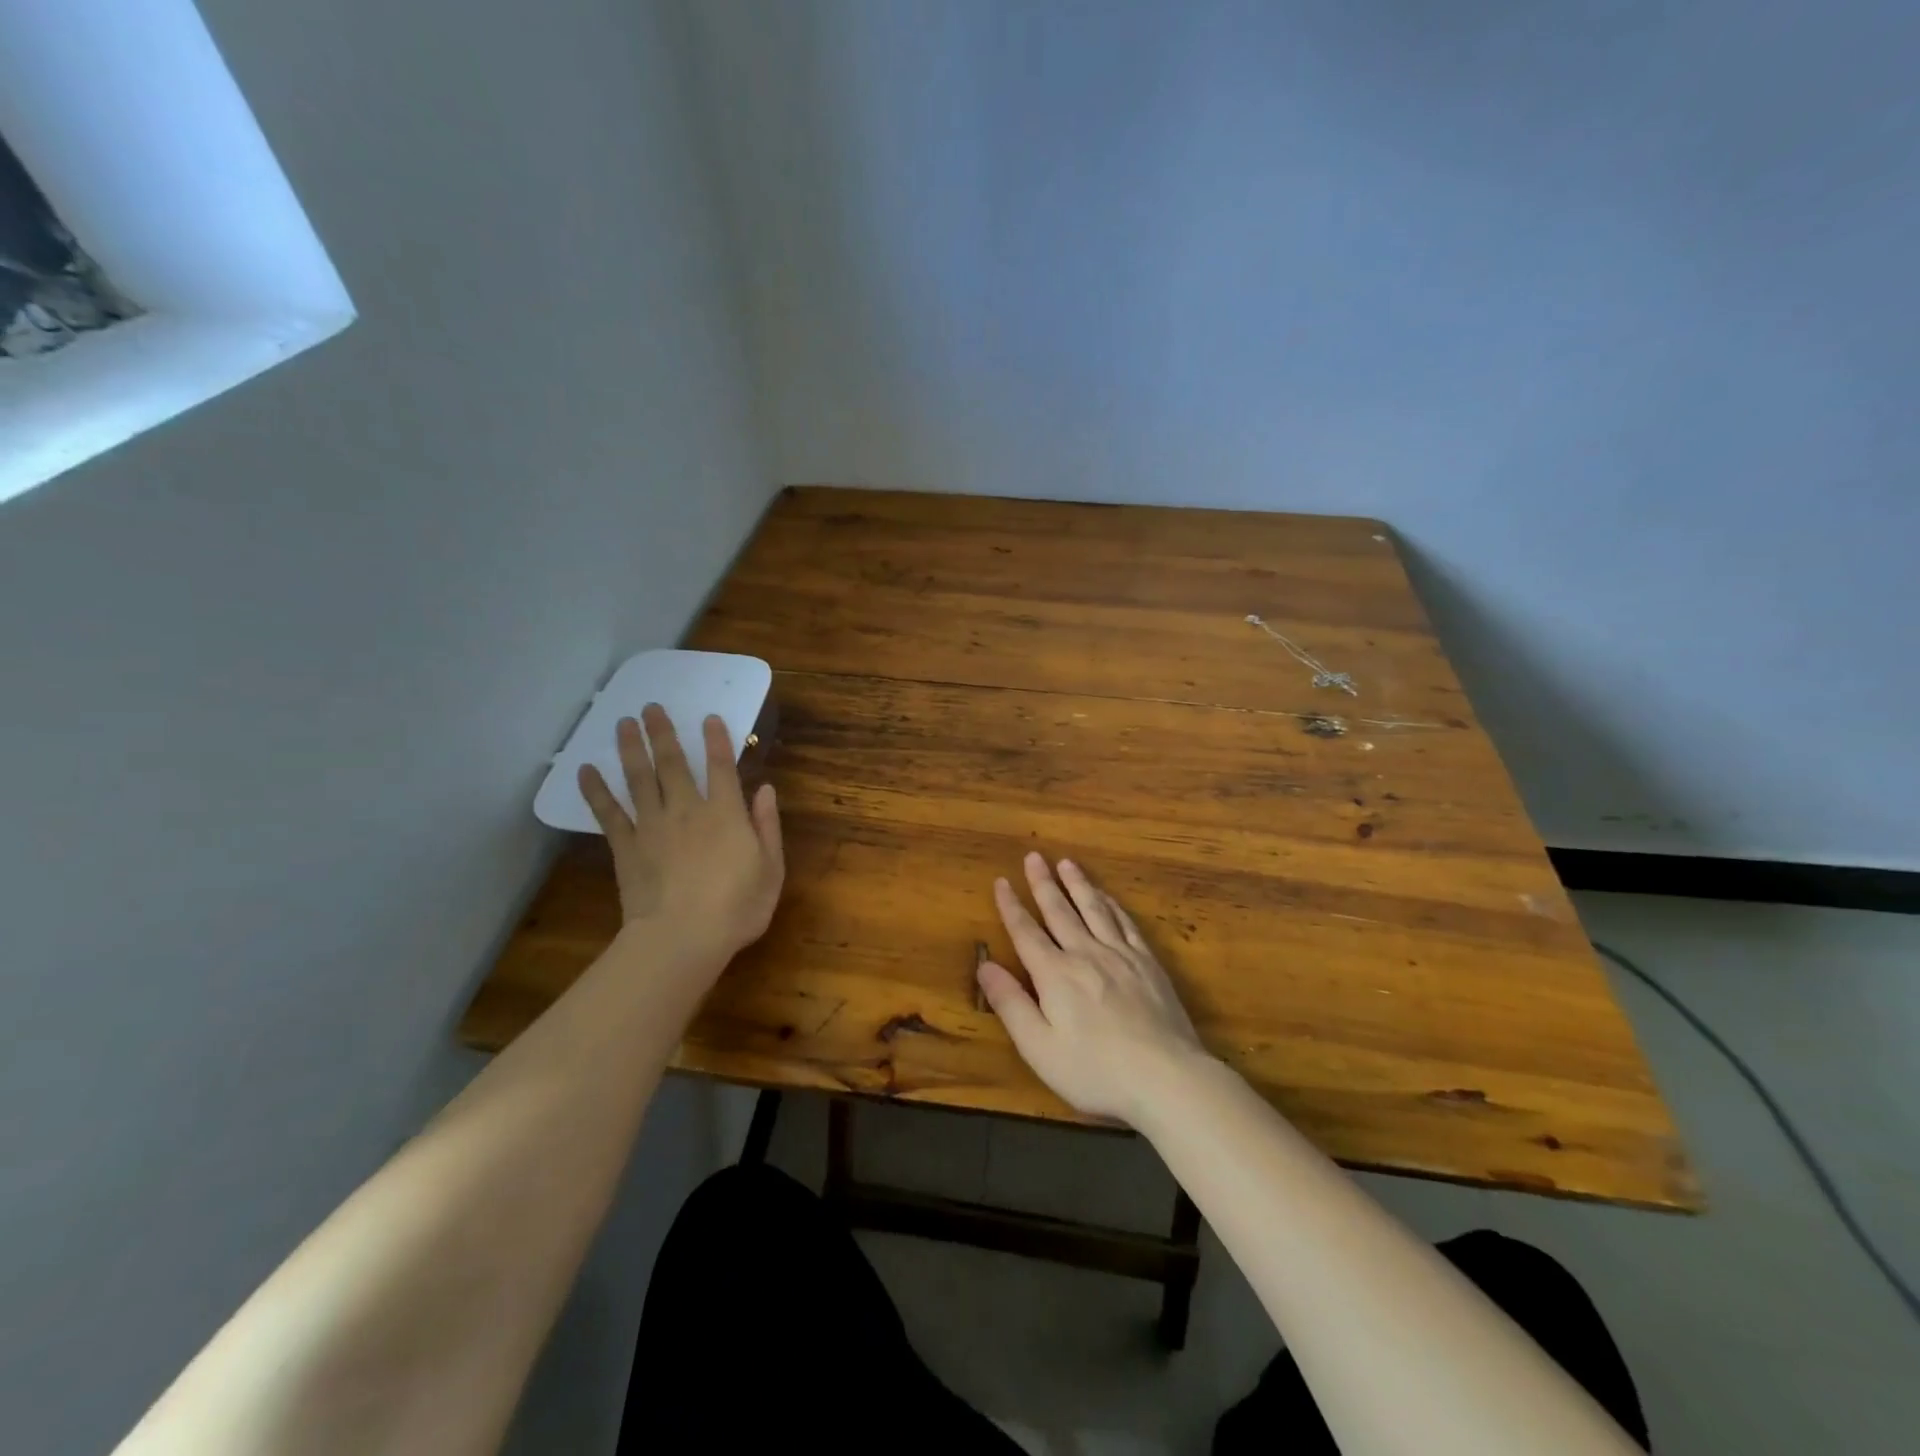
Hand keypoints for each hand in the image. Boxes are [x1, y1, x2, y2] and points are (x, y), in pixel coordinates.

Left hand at [578, 704, 783, 969]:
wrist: (682, 938)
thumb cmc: (737, 908)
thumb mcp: (771, 869)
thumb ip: (768, 826)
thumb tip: (765, 789)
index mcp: (726, 814)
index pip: (721, 767)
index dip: (716, 740)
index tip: (708, 717)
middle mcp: (687, 810)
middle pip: (672, 764)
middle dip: (663, 733)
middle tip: (651, 707)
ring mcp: (653, 827)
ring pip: (639, 779)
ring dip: (630, 749)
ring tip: (622, 723)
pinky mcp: (626, 847)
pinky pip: (608, 814)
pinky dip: (596, 791)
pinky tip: (585, 771)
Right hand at [976, 853, 1211, 1124]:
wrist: (1167, 1078)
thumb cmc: (1095, 1072)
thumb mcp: (1039, 1048)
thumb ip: (1010, 1004)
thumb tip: (984, 965)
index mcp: (1055, 975)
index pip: (1026, 932)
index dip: (1011, 906)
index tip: (1001, 880)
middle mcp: (1086, 954)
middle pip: (1060, 911)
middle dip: (1043, 883)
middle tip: (1033, 856)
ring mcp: (1121, 956)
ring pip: (1094, 909)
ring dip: (1078, 884)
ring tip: (1067, 863)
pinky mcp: (1148, 964)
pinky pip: (1125, 923)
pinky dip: (1112, 905)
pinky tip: (1108, 897)